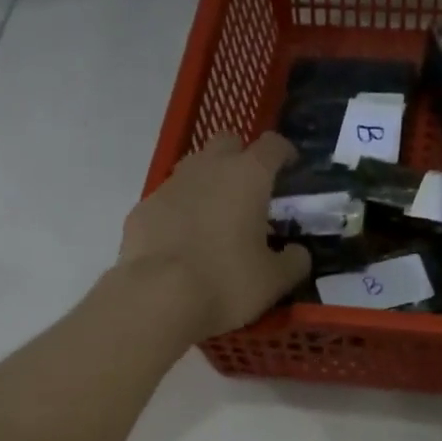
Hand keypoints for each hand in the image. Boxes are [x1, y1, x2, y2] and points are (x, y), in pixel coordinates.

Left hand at [117, 133, 309, 339]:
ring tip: (216, 218)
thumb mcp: (274, 281)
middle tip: (250, 191)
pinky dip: (180, 212)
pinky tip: (183, 243)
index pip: (272, 145)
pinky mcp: (143, 208)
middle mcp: (208, 168)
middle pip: (228, 143)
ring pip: (194, 168)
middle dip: (241, 158)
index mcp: (248, 177)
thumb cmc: (227, 283)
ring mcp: (170, 185)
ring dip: (208, 183)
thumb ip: (294, 261)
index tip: (291, 167)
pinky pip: (168, 200)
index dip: (285, 153)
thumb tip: (298, 252)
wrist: (158, 297)